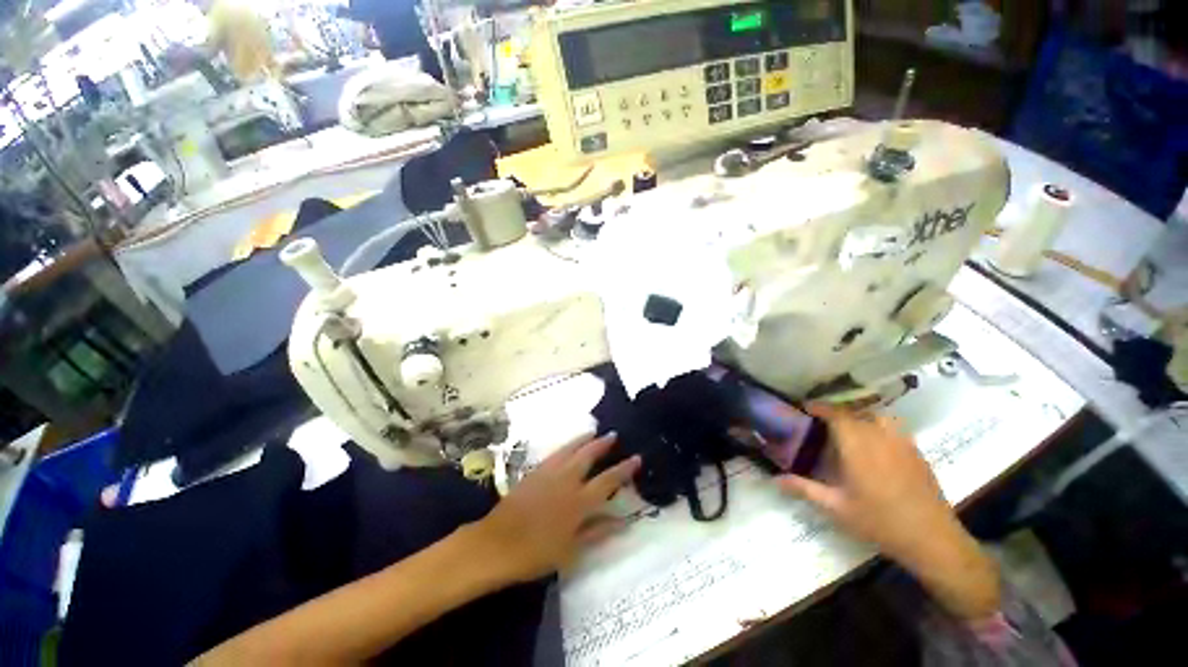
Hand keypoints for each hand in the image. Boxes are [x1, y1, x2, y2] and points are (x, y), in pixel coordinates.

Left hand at [473, 434, 640, 582]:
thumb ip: (597, 531)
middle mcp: (567, 480)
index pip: (608, 480)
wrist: (496, 544)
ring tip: (594, 432)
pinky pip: (556, 452)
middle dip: (603, 444)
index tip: (636, 457)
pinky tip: (569, 445)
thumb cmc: (536, 553)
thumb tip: (622, 520)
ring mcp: (550, 473)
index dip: (624, 469)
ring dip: (585, 439)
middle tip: (614, 435)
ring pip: (571, 449)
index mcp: (579, 502)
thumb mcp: (571, 550)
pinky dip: (567, 445)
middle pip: (589, 455)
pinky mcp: (535, 471)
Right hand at [777, 403, 1000, 619]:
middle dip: (837, 413)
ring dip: (861, 417)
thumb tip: (775, 480)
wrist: (932, 539)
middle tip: (822, 422)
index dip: (820, 407)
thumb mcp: (836, 508)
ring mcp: (902, 444)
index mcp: (857, 447)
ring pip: (878, 417)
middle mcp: (880, 438)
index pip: (837, 415)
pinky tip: (876, 445)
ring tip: (850, 429)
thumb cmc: (879, 521)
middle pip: (856, 413)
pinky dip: (880, 427)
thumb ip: (805, 489)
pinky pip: (895, 429)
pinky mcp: (917, 453)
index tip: (806, 407)